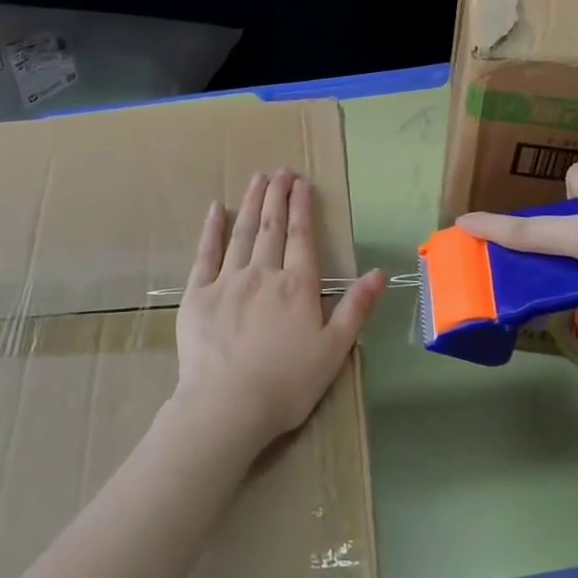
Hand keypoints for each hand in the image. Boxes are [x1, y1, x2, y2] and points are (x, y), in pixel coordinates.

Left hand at [174, 169, 386, 446]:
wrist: (227, 406)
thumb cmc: (287, 383)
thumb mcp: (334, 350)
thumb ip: (355, 308)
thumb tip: (379, 272)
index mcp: (297, 286)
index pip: (302, 237)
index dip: (302, 207)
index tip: (301, 183)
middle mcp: (263, 273)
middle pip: (272, 227)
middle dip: (277, 196)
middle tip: (280, 171)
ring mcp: (228, 280)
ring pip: (242, 233)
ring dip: (251, 203)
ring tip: (257, 179)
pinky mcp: (198, 294)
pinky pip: (206, 253)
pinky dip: (212, 229)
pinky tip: (216, 209)